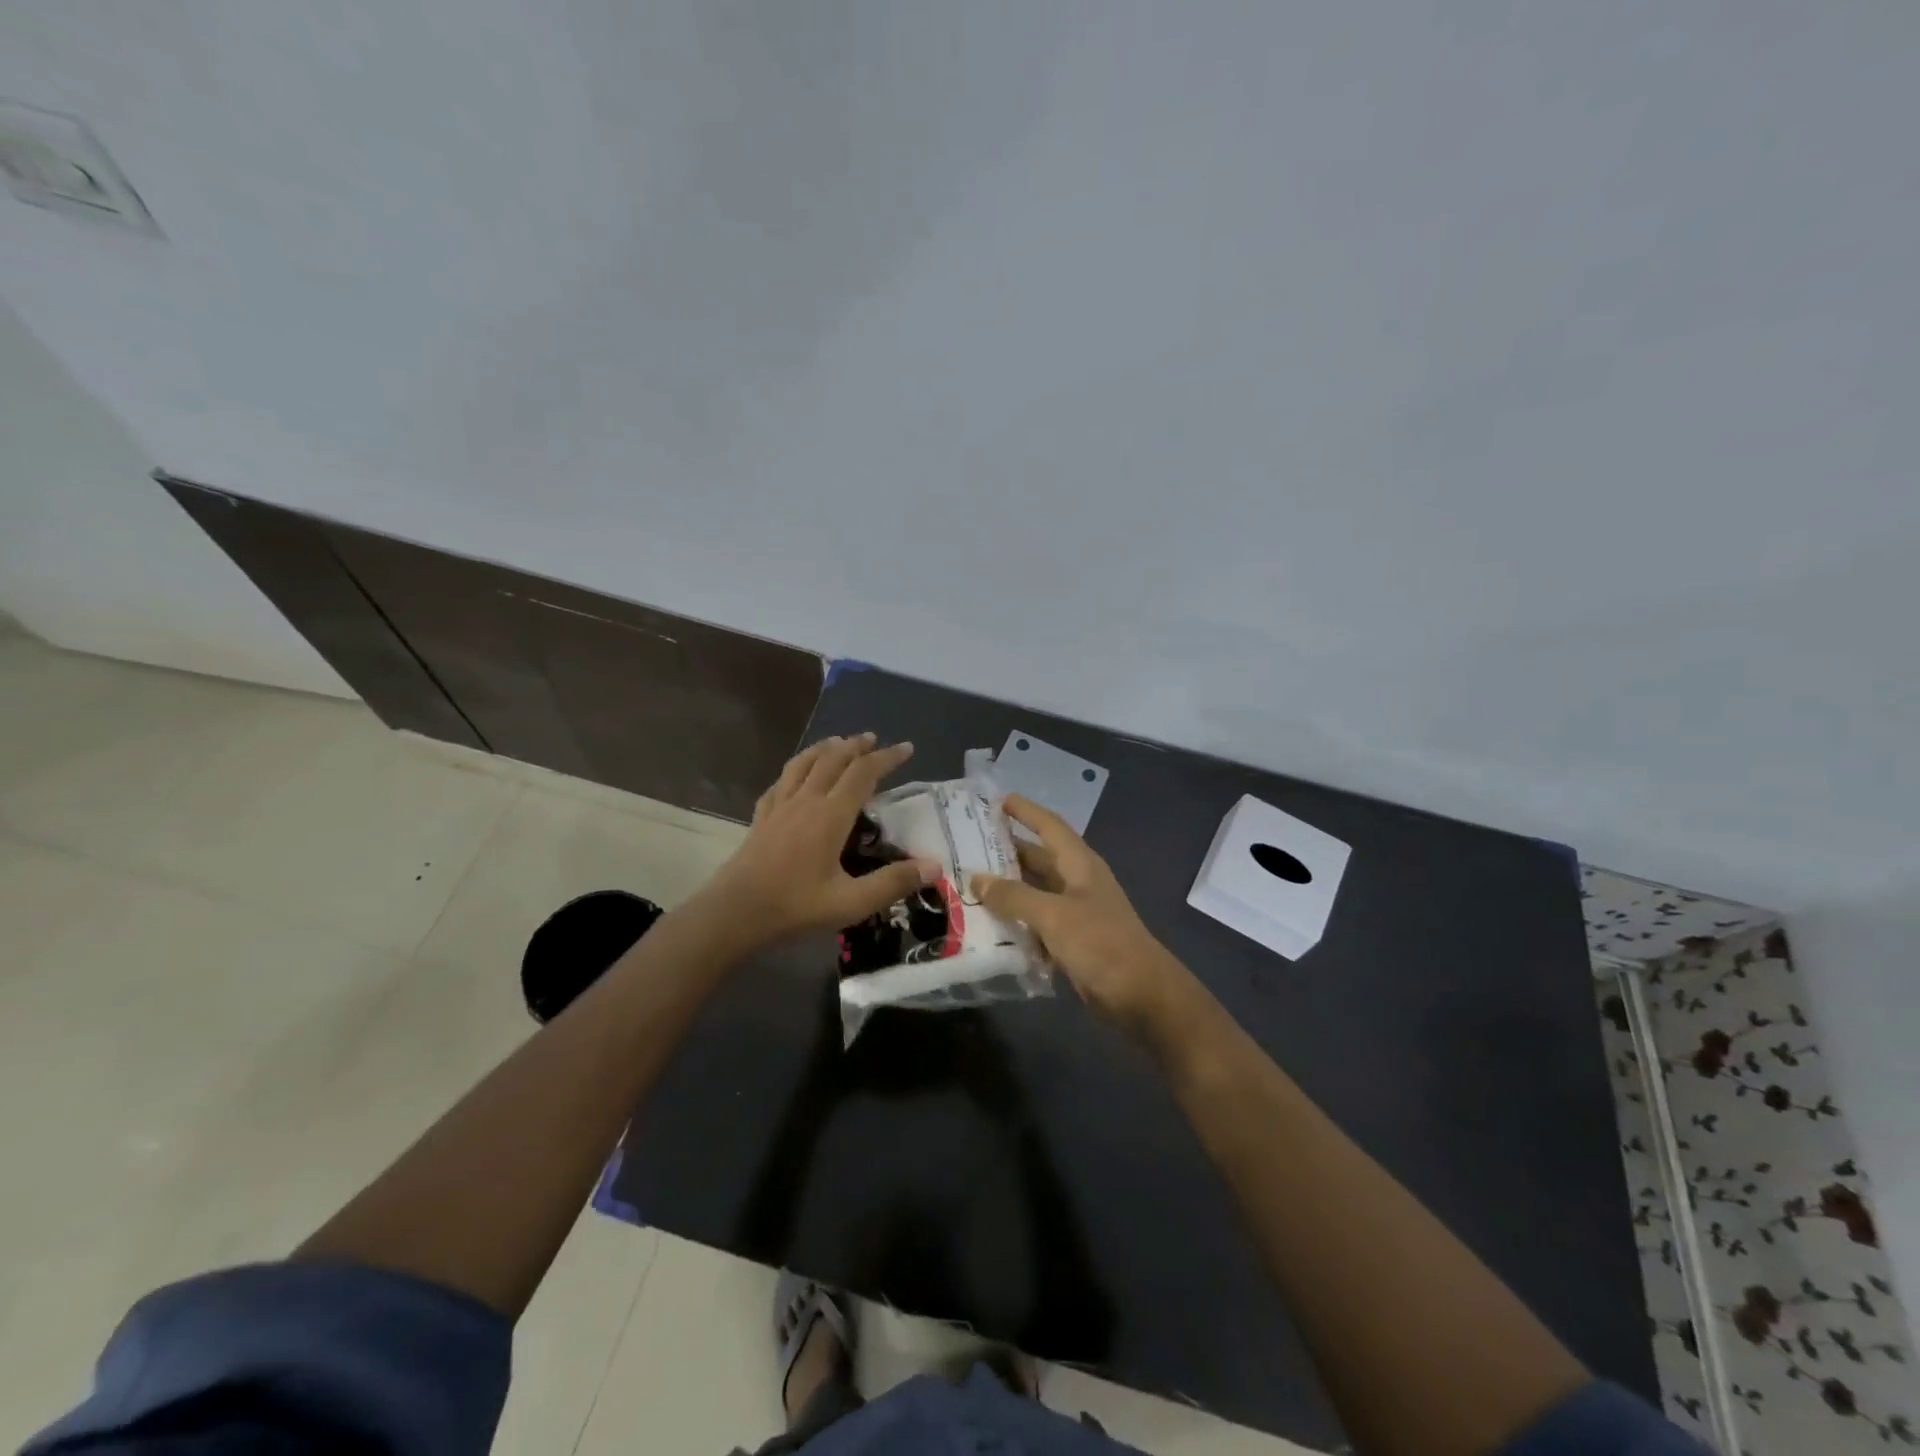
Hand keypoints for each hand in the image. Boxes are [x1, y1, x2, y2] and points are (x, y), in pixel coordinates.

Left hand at [701, 734, 935, 948]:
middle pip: (833, 759)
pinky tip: (795, 776)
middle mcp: (806, 800)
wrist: (735, 912)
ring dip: (825, 748)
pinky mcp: (761, 817)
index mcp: (831, 815)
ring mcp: (780, 806)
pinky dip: (795, 769)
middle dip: (857, 745)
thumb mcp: (851, 902)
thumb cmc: (795, 906)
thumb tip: (935, 866)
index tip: (907, 748)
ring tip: (838, 742)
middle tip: (874, 739)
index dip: (887, 757)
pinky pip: (781, 782)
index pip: (864, 773)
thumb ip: (893, 883)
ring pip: (804, 763)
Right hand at [971, 794, 1192, 1036]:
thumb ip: (1014, 896)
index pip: (1049, 826)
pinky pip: (1037, 923)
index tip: (996, 800)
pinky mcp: (1071, 941)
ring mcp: (1075, 913)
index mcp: (1079, 864)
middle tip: (967, 845)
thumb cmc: (1101, 944)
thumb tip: (977, 878)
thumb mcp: (1054, 915)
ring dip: (1007, 889)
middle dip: (1006, 851)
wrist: (1141, 996)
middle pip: (1038, 858)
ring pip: (1034, 892)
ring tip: (968, 883)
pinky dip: (1016, 921)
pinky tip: (988, 925)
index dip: (1025, 811)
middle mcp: (1077, 882)